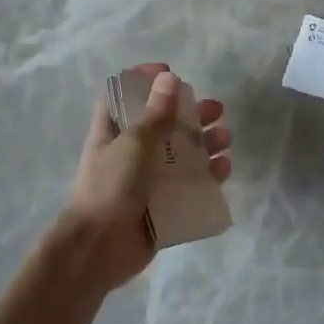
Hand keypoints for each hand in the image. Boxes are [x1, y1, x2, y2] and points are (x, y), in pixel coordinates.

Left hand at [61, 64, 231, 291]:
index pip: (124, 95)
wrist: (98, 249)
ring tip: (225, 140)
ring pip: (181, 155)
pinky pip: (190, 186)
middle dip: (190, 114)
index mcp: (112, 131)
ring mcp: (147, 180)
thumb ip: (155, 114)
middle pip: (163, 124)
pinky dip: (207, 176)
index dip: (143, 81)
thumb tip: (170, 78)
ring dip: (205, 144)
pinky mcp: (162, 206)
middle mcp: (130, 152)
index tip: (170, 73)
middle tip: (216, 110)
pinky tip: (223, 170)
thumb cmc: (110, 187)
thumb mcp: (134, 144)